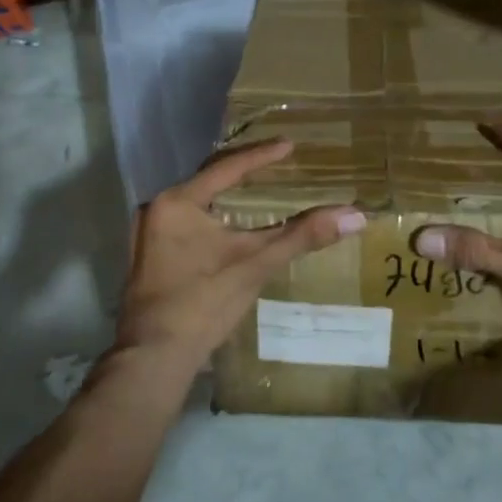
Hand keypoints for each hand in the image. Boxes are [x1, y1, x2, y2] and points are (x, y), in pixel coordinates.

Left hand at [115, 140, 365, 373]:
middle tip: (274, 159)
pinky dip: (210, 215)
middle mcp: (155, 208)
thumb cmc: (203, 303)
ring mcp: (146, 233)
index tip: (289, 144)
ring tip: (254, 185)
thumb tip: (355, 216)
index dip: (261, 156)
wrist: (154, 357)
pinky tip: (227, 222)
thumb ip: (302, 236)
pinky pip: (184, 220)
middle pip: (207, 179)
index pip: (227, 168)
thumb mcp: (256, 265)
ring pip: (194, 201)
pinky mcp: (147, 255)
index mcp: (177, 202)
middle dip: (241, 170)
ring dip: (224, 193)